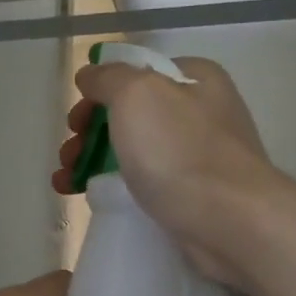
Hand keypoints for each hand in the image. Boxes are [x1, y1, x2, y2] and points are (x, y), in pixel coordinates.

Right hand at [52, 55, 273, 283]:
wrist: (230, 222)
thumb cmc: (180, 150)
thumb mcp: (136, 94)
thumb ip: (108, 77)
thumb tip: (90, 76)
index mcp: (194, 79)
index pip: (135, 73)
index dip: (98, 93)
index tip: (75, 121)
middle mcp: (200, 111)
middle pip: (129, 114)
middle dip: (89, 133)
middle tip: (69, 155)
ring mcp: (198, 154)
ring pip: (132, 150)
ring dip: (92, 161)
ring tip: (65, 181)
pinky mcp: (193, 193)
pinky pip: (144, 182)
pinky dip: (113, 186)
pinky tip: (88, 197)